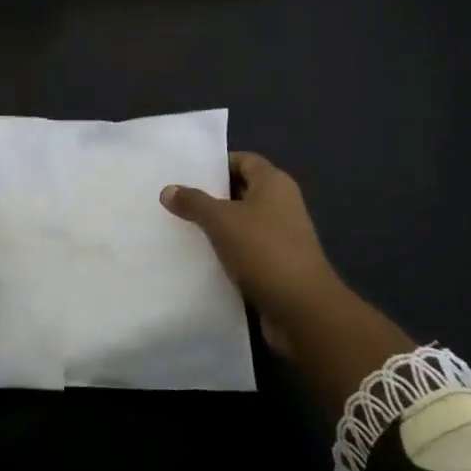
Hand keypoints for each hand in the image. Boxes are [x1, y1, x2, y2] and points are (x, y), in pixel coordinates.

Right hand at [164, 152, 412, 406]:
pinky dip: (225, 250)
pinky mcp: (276, 265)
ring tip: (179, 226)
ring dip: (215, 226)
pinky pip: (245, 249)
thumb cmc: (264, 251)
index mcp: (274, 184)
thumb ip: (194, 202)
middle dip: (210, 195)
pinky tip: (198, 256)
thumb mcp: (222, 221)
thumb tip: (168, 189)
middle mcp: (281, 205)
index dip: (217, 164)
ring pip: (241, 222)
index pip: (244, 160)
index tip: (185, 172)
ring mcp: (280, 236)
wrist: (302, 310)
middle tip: (175, 198)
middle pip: (241, 190)